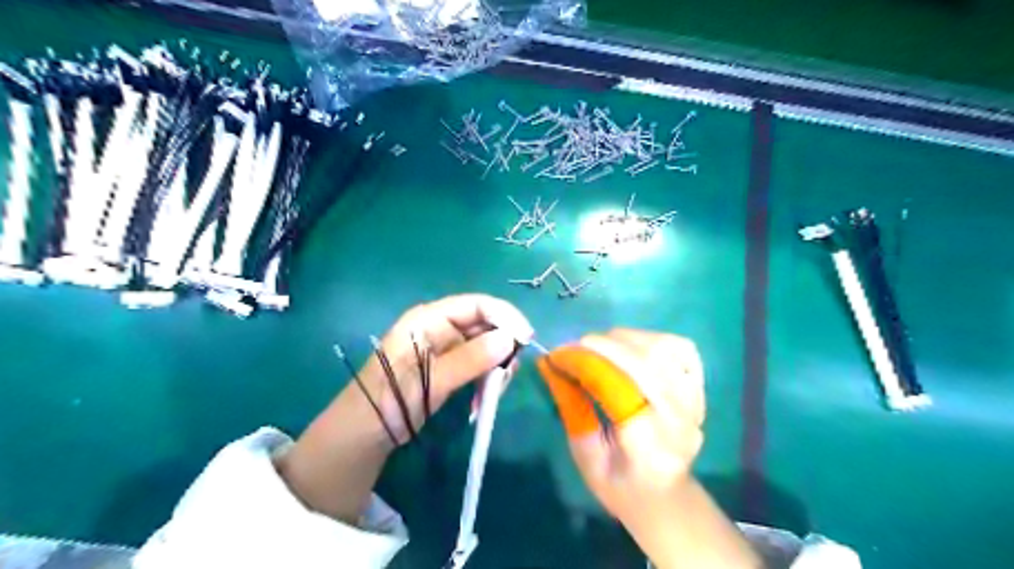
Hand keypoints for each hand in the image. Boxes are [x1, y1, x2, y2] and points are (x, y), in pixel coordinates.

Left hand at [275, 294, 531, 523]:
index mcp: (428, 319)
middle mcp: (439, 328)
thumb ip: (470, 359)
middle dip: (502, 347)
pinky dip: (485, 382)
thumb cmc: (388, 402)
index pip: (476, 304)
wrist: (362, 437)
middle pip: (485, 325)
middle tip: (508, 375)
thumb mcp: (429, 380)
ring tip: (492, 394)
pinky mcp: (449, 369)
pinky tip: (480, 403)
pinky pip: (478, 367)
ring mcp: (445, 349)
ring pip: (486, 347)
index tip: (526, 339)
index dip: (505, 316)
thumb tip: (510, 339)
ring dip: (495, 369)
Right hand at [538, 328, 760, 567]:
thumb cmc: (621, 485)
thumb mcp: (586, 459)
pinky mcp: (700, 390)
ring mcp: (695, 403)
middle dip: (604, 346)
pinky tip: (634, 346)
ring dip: (627, 339)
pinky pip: (682, 349)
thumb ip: (572, 411)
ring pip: (663, 350)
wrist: (668, 498)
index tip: (559, 354)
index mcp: (648, 448)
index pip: (619, 390)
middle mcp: (679, 421)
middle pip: (644, 365)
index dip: (587, 364)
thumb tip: (553, 367)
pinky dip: (654, 339)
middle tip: (575, 345)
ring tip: (601, 344)